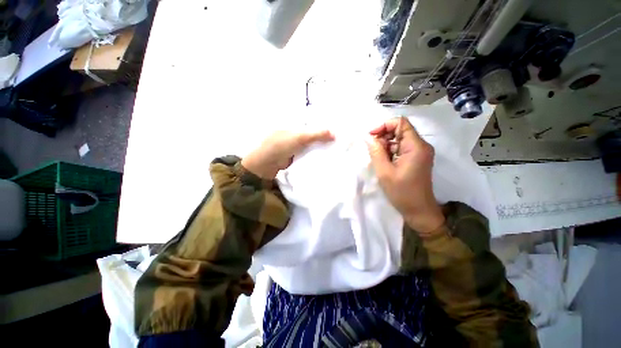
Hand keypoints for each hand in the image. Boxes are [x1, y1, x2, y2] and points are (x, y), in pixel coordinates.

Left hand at [242, 130, 334, 179]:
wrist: (265, 165)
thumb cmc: (279, 146)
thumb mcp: (299, 137)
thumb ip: (317, 134)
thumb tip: (335, 133)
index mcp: (295, 123)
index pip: (314, 121)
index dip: (325, 124)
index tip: (339, 128)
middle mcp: (296, 132)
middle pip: (314, 134)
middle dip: (325, 137)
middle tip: (340, 140)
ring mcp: (296, 145)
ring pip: (312, 144)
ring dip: (321, 147)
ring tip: (337, 148)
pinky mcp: (296, 156)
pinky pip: (308, 154)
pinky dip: (316, 155)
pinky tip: (326, 157)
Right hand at [366, 117, 444, 234]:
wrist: (418, 210)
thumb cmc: (402, 192)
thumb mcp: (384, 172)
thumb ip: (375, 152)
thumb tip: (367, 137)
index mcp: (416, 146)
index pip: (401, 123)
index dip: (384, 125)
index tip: (370, 137)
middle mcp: (420, 146)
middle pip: (400, 130)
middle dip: (383, 136)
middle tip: (371, 148)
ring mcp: (419, 152)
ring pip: (399, 139)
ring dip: (385, 145)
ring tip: (376, 157)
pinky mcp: (415, 159)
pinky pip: (400, 148)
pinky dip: (390, 151)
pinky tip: (383, 161)